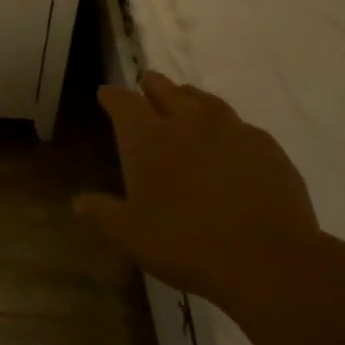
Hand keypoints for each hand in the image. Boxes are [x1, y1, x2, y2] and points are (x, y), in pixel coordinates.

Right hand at [75, 71, 323, 311]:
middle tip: (146, 85)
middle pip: (165, 90)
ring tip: (185, 101)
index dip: (112, 97)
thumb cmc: (186, 244)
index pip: (123, 103)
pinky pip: (239, 125)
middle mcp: (187, 121)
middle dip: (152, 86)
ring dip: (189, 97)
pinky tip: (229, 140)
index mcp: (148, 138)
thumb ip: (103, 214)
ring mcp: (230, 129)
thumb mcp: (132, 236)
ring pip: (204, 99)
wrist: (267, 259)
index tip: (106, 94)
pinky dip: (226, 126)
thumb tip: (78, 202)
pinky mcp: (265, 145)